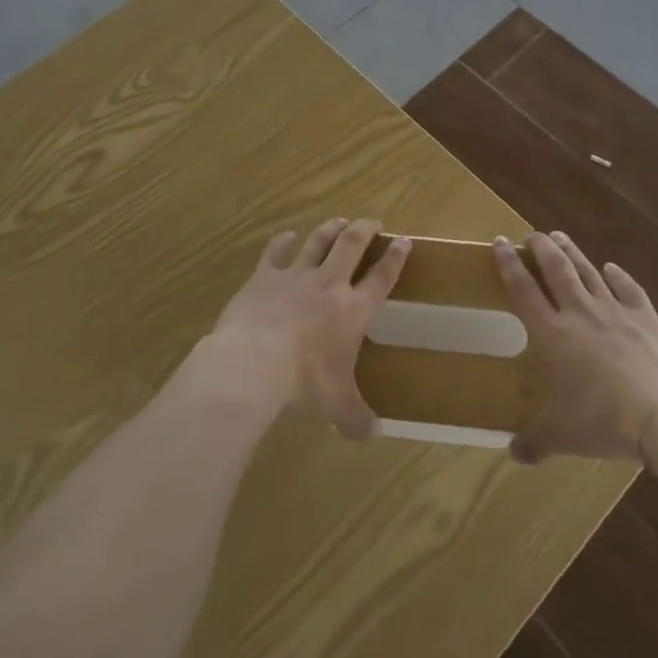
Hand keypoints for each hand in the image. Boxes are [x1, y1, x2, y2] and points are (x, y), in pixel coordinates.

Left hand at [200, 217, 409, 438]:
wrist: (253, 363)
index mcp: (353, 311)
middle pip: (351, 245)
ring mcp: (295, 276)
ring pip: (318, 242)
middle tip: (372, 222)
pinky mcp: (264, 276)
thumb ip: (356, 417)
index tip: (404, 241)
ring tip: (339, 221)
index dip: (395, 258)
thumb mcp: (336, 405)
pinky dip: (283, 241)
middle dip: (364, 230)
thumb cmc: (304, 383)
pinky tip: (286, 235)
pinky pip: (276, 251)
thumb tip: (375, 436)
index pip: (381, 278)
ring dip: (330, 229)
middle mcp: (329, 285)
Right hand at [495, 231, 657, 463]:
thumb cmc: (605, 421)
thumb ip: (536, 442)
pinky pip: (628, 289)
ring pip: (588, 272)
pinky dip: (618, 276)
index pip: (524, 291)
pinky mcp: (646, 317)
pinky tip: (611, 267)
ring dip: (572, 252)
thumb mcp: (563, 436)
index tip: (498, 242)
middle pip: (556, 270)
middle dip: (541, 248)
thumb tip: (512, 454)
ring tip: (559, 236)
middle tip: (531, 234)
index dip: (509, 265)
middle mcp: (580, 313)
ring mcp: (615, 311)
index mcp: (553, 335)